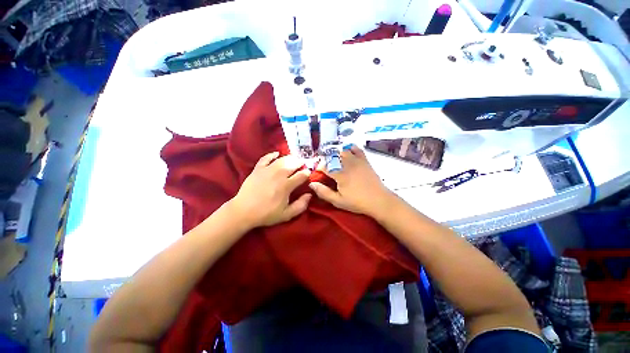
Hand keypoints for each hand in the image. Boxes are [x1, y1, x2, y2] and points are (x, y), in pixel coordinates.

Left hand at [229, 152, 311, 227]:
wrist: (243, 211)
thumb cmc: (266, 214)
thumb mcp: (286, 214)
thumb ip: (301, 205)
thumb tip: (310, 194)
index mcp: (286, 185)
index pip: (301, 175)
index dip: (307, 173)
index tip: (309, 174)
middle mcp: (278, 175)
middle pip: (293, 164)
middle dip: (300, 163)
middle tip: (303, 164)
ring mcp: (267, 170)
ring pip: (282, 159)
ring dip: (290, 158)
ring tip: (294, 159)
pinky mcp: (258, 169)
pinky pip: (266, 158)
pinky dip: (272, 154)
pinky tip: (277, 154)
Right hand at [309, 145, 393, 215]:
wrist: (379, 200)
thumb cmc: (357, 202)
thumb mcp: (338, 201)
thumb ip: (324, 192)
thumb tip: (311, 184)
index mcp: (340, 174)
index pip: (324, 166)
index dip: (319, 169)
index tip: (318, 173)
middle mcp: (347, 164)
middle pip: (332, 156)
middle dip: (327, 161)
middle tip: (327, 169)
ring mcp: (357, 161)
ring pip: (343, 151)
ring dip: (337, 155)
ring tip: (336, 163)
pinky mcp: (364, 161)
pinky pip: (356, 149)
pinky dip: (350, 149)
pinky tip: (348, 153)